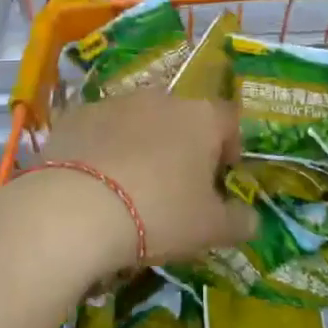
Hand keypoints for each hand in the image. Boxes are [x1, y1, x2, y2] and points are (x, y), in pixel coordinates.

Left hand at [0, 90, 257, 292]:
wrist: (76, 207)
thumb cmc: (158, 213)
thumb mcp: (209, 229)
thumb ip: (238, 222)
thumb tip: (251, 220)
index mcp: (201, 117)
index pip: (230, 121)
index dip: (231, 148)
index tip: (221, 179)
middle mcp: (161, 98)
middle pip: (184, 118)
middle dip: (184, 146)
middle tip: (176, 188)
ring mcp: (116, 102)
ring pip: (140, 121)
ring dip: (143, 145)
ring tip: (131, 187)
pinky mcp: (78, 114)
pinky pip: (101, 129)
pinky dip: (104, 148)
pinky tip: (95, 183)